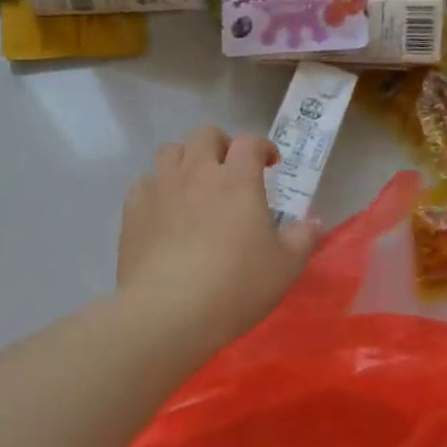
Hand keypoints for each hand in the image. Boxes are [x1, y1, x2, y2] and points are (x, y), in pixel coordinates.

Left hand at [118, 127, 322, 351]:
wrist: (169, 311)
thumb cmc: (236, 286)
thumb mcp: (285, 267)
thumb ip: (303, 238)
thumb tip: (314, 222)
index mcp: (238, 180)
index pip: (250, 143)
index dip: (263, 147)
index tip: (270, 164)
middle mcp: (197, 173)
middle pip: (205, 135)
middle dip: (221, 145)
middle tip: (231, 170)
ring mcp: (161, 189)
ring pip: (170, 151)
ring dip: (187, 159)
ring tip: (195, 184)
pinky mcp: (133, 210)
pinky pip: (145, 182)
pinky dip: (157, 187)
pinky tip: (165, 210)